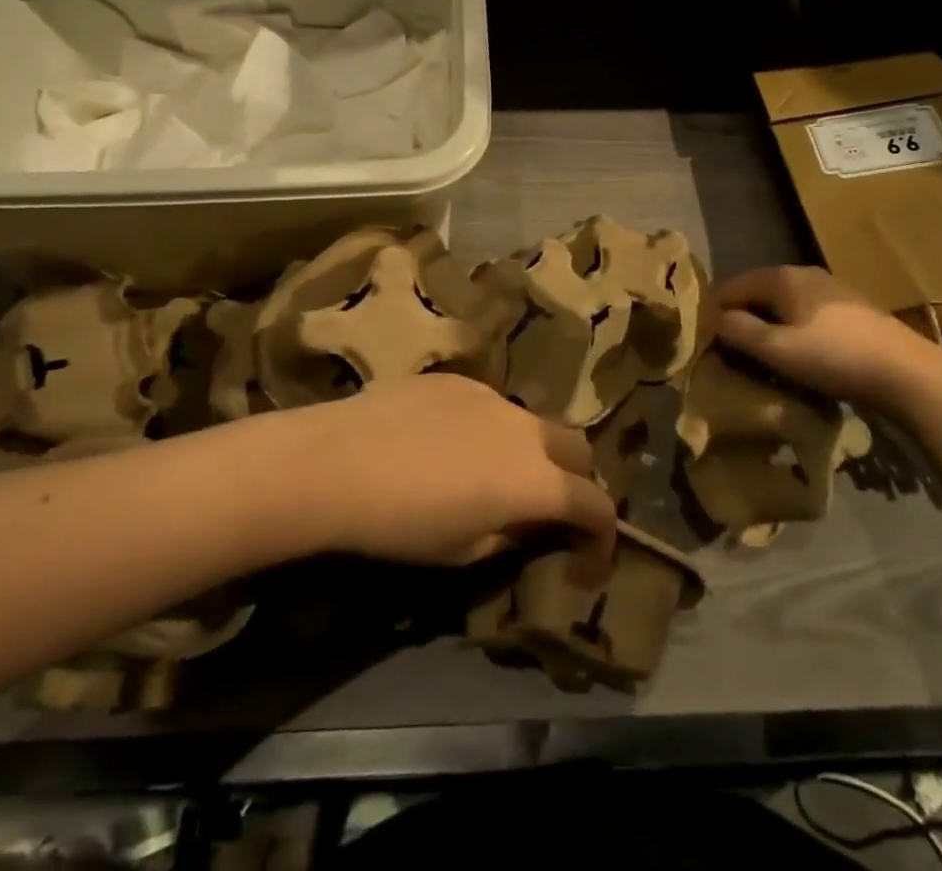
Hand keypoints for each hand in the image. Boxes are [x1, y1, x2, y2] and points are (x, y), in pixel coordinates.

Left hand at [296, 375, 616, 579]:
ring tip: (494, 477)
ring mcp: (492, 396)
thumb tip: (527, 524)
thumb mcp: (464, 552)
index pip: (596, 504)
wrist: (339, 461)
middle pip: (578, 448)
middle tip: (550, 511)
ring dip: (531, 452)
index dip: (602, 536)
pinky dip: (491, 430)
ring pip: (532, 423)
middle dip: (578, 481)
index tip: (588, 561)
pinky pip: (491, 406)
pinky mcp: (457, 380)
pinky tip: (449, 447)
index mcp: (536, 480)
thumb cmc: (402, 524)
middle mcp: (525, 428)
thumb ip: (512, 536)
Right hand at [713, 265, 941, 409]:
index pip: (731, 287)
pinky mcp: (852, 311)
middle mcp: (804, 274)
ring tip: (761, 358)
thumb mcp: (777, 350)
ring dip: (768, 328)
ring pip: (783, 306)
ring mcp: (832, 290)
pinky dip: (793, 332)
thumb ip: (738, 332)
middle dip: (740, 319)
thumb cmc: (835, 358)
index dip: (713, 312)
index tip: (704, 342)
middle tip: (729, 353)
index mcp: (781, 277)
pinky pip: (806, 316)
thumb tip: (715, 320)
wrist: (910, 375)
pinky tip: (798, 357)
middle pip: (758, 294)